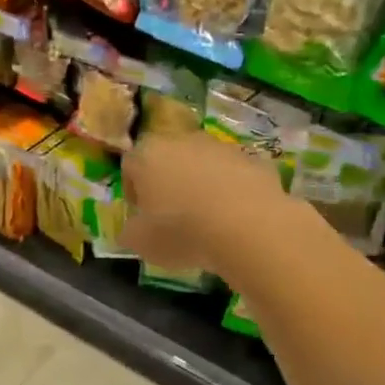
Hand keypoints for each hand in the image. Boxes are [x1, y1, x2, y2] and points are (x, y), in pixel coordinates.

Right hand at [120, 133, 313, 278]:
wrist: (248, 227)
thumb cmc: (182, 232)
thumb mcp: (141, 243)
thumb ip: (130, 232)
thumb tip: (131, 229)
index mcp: (148, 155)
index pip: (130, 166)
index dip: (134, 191)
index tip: (142, 216)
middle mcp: (182, 141)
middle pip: (168, 159)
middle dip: (168, 183)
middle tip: (173, 216)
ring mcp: (221, 147)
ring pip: (203, 164)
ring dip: (201, 184)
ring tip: (208, 219)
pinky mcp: (253, 159)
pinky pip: (234, 174)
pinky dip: (232, 190)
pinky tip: (236, 217)